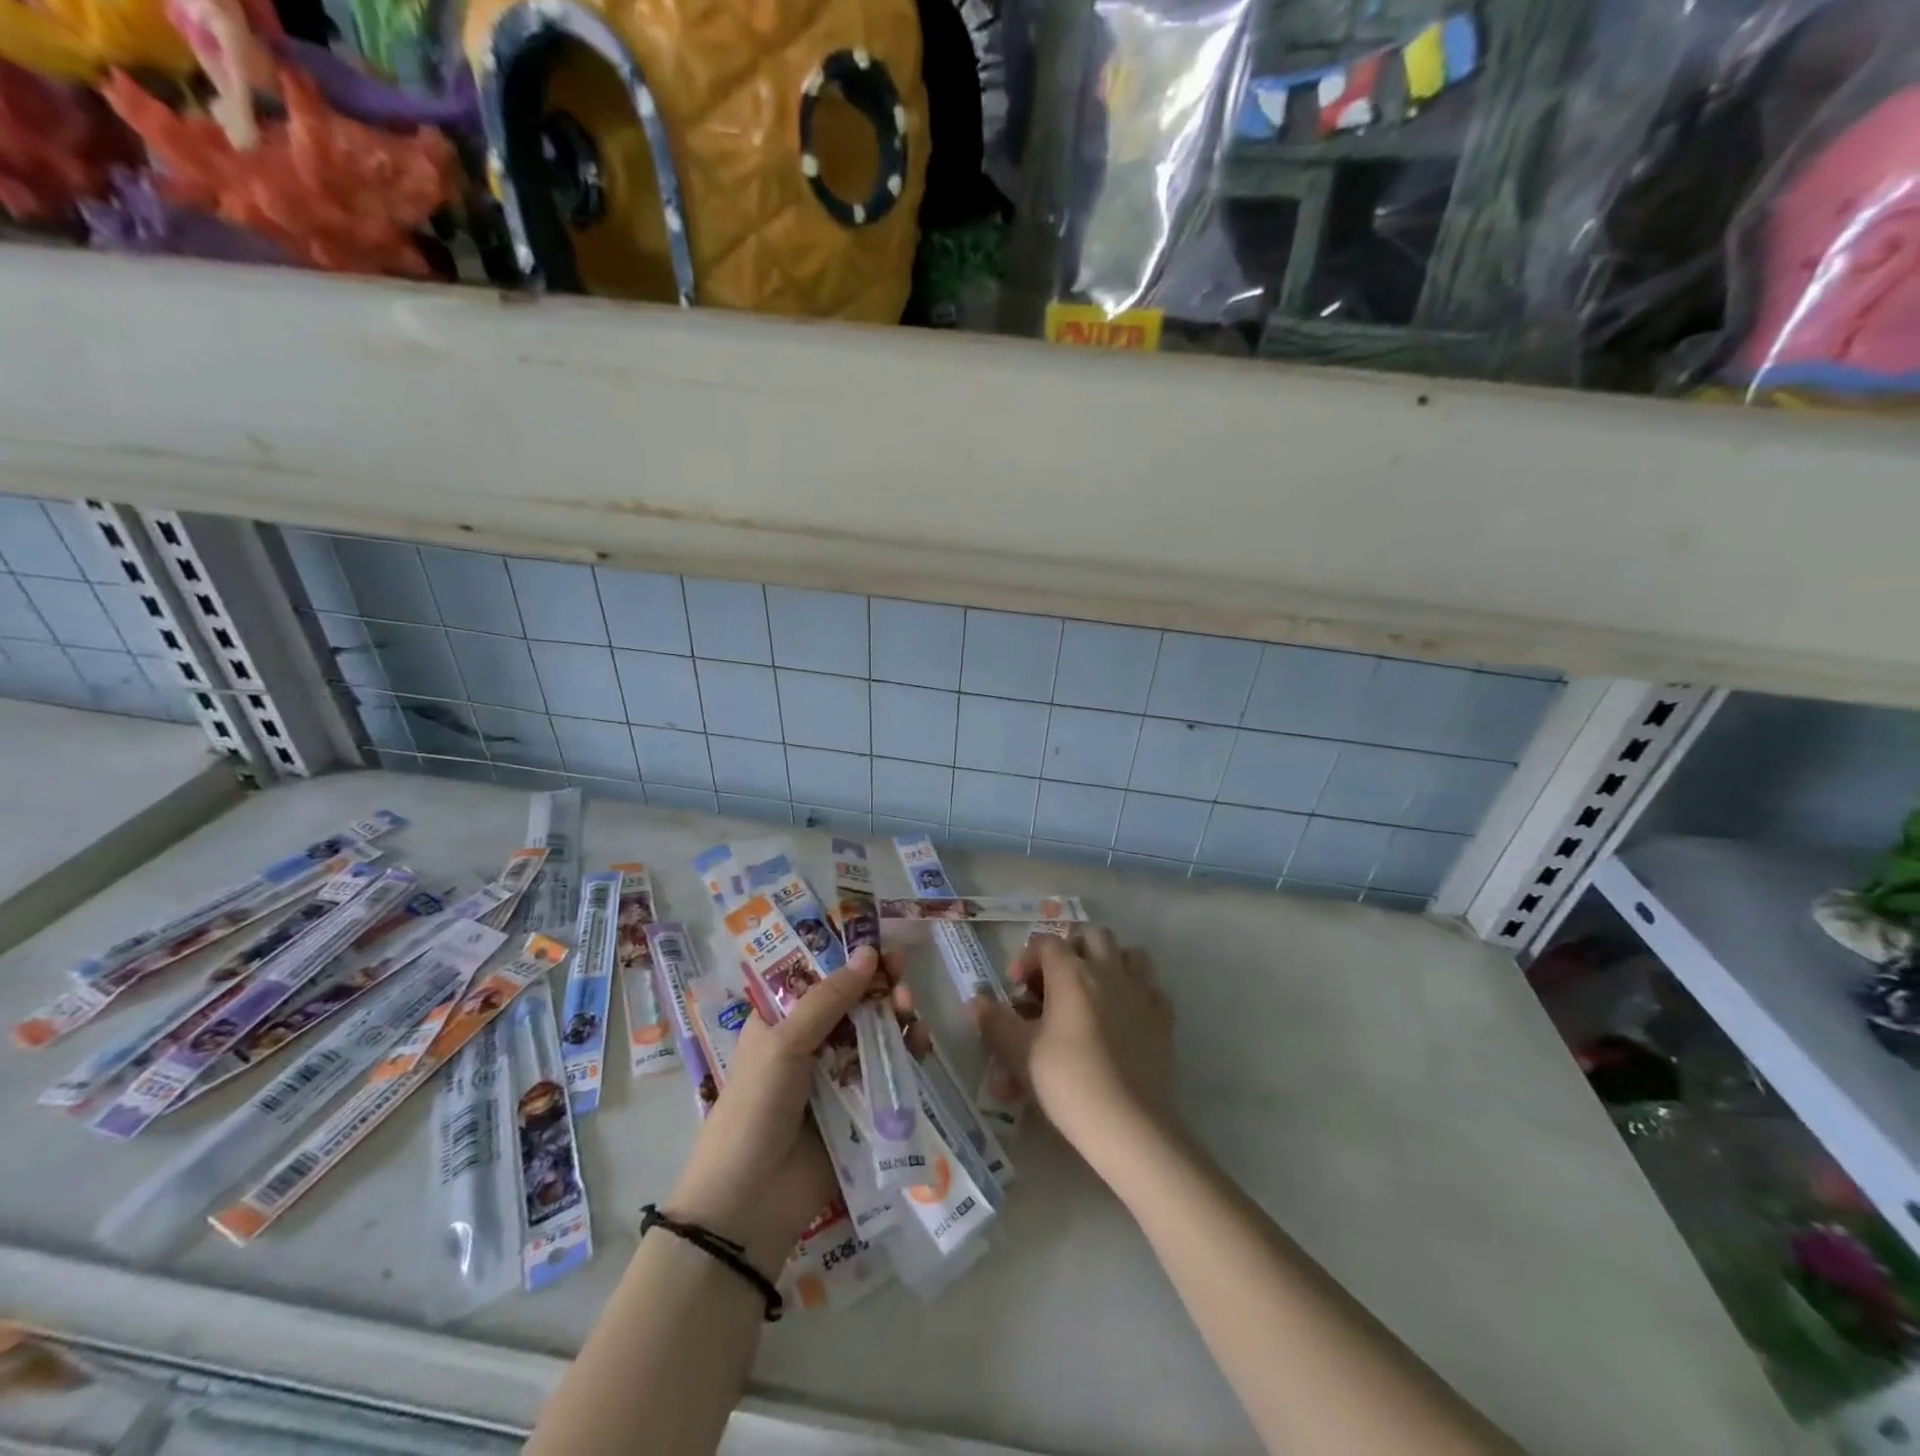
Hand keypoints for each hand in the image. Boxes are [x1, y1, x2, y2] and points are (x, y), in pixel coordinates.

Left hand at [665, 947, 888, 1273]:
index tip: (880, 946)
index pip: (820, 977)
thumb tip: (869, 951)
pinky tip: (920, 1041)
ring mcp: (838, 1075)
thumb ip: (829, 999)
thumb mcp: (784, 1044)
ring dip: (896, 1015)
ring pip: (876, 1033)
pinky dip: (907, 1051)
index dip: (849, 959)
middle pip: (854, 1002)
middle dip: (880, 985)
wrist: (749, 1203)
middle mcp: (811, 1042)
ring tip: (910, 1009)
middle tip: (901, 976)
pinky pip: (889, 1070)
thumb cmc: (755, 1109)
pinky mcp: (861, 1106)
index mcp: (781, 1021)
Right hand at [972, 928, 1173, 1160]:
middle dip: (1071, 949)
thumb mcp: (1019, 1053)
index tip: (1017, 990)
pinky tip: (1124, 1015)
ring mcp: (1141, 992)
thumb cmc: (1068, 1082)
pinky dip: (1137, 991)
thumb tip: (976, 1000)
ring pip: (1128, 954)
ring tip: (1093, 989)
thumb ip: (996, 1021)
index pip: (1046, 943)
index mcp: (1071, 973)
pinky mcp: (1163, 1017)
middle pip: (1091, 935)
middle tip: (1055, 981)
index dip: (1028, 959)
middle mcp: (1108, 971)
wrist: (1128, 1124)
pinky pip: (1151, 987)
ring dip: (1109, 961)